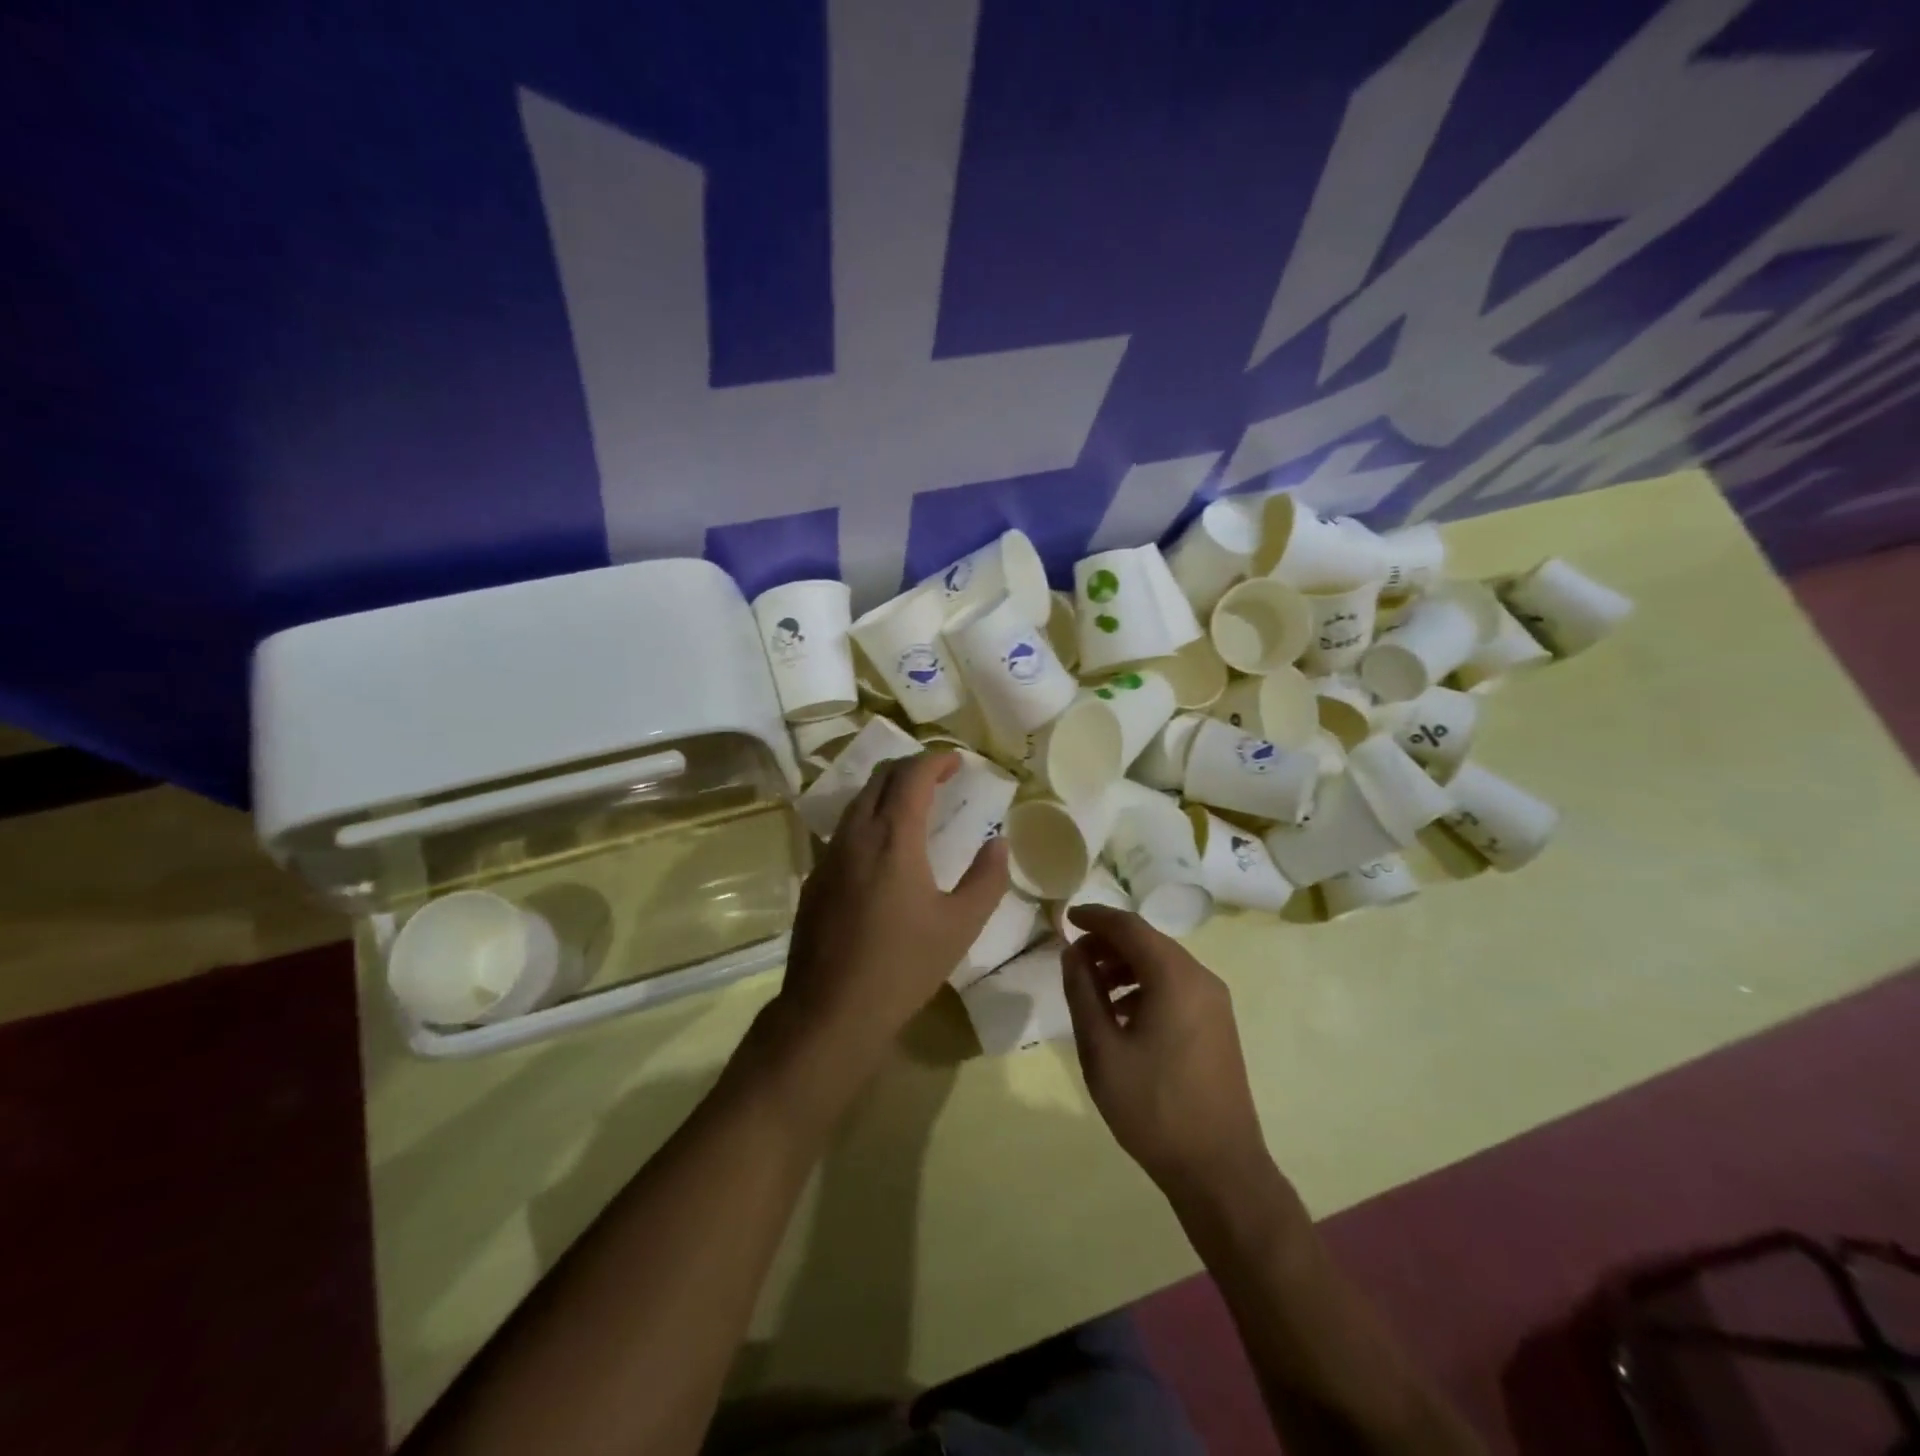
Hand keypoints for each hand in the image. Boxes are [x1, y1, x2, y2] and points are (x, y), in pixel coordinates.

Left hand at [778, 751, 1008, 1056]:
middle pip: (880, 778)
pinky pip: (844, 830)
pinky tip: (883, 848)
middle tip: (939, 775)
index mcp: (893, 838)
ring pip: (857, 802)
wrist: (830, 1010)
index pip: (911, 775)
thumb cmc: (903, 966)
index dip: (936, 759)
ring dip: (887, 791)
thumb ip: (986, 878)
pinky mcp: (814, 878)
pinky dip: (869, 818)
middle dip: (911, 767)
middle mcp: (855, 835)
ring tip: (914, 804)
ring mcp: (829, 856)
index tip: (957, 760)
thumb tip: (998, 842)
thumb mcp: (960, 925)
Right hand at [1061, 905, 1272, 1199]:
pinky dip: (1145, 985)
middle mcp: (1201, 978)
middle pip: (1148, 941)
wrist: (1219, 1169)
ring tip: (1092, 989)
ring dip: (1125, 966)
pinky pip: (1176, 986)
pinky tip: (1122, 1015)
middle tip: (1073, 960)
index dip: (1095, 917)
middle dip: (1108, 943)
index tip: (1065, 918)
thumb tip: (1073, 953)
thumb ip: (1083, 992)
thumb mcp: (1101, 1049)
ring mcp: (1215, 1002)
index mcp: (1175, 977)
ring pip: (1163, 963)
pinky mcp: (1218, 1024)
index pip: (1129, 926)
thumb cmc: (1153, 1107)